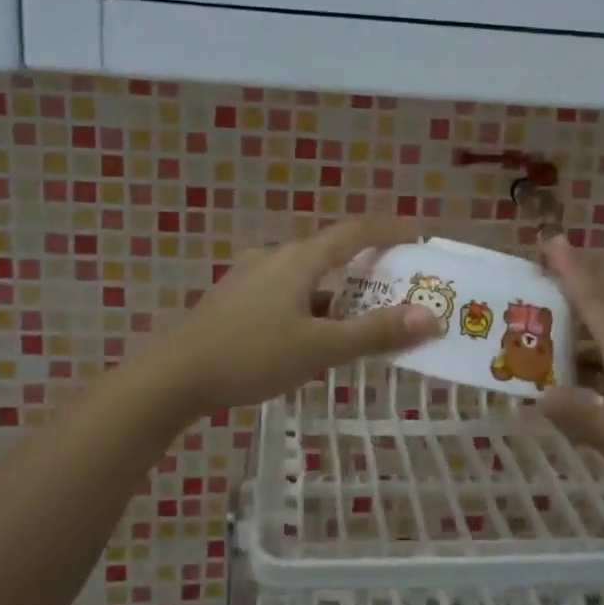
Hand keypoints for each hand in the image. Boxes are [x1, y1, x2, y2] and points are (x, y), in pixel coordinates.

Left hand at [152, 218, 441, 410]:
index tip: (420, 233)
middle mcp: (274, 258)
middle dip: (367, 266)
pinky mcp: (235, 300)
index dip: (390, 229)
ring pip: (308, 277)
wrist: (173, 376)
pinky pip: (287, 293)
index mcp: (298, 260)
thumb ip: (374, 333)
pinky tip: (314, 334)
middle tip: (398, 283)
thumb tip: (430, 318)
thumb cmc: (250, 355)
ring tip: (363, 316)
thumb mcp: (319, 348)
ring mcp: (251, 278)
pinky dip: (313, 306)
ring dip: (339, 292)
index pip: (355, 232)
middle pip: (331, 253)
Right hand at [539, 237, 603, 514]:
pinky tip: (581, 365)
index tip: (549, 237)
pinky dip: (596, 341)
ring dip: (583, 309)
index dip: (570, 269)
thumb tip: (540, 394)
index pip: (595, 302)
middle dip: (573, 277)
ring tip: (546, 311)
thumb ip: (588, 423)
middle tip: (539, 260)